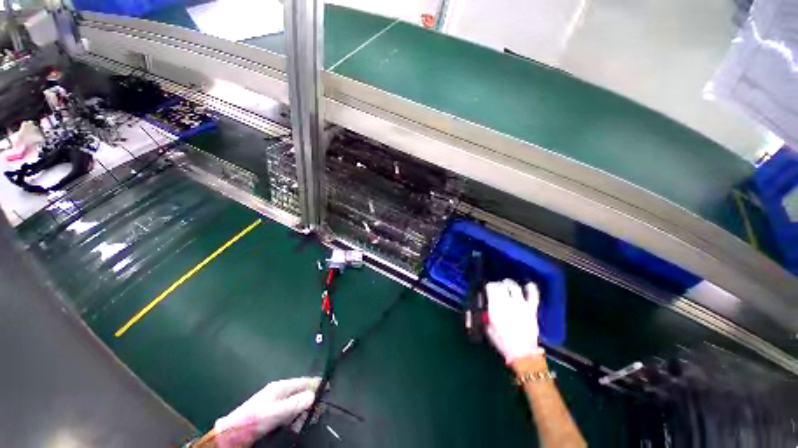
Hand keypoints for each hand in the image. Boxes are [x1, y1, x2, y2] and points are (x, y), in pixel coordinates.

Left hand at [213, 377, 320, 447]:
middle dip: (310, 401)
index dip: (317, 384)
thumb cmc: (256, 419)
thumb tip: (314, 395)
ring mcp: (275, 401)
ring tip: (304, 422)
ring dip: (302, 412)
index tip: (329, 389)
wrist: (232, 433)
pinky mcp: (272, 412)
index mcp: (282, 386)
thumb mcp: (277, 411)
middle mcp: (280, 391)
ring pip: (296, 403)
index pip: (305, 381)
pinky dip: (295, 417)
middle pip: (302, 392)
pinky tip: (294, 425)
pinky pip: (289, 412)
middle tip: (316, 413)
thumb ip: (296, 403)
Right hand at [485, 279, 542, 362]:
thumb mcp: (488, 327)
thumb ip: (486, 314)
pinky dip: (531, 288)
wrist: (522, 353)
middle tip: (496, 287)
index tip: (487, 288)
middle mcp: (507, 302)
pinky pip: (533, 295)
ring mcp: (521, 305)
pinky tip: (528, 284)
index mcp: (495, 306)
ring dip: (509, 283)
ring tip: (507, 283)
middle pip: (501, 286)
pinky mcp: (531, 309)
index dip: (488, 286)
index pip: (491, 287)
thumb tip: (487, 306)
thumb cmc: (502, 341)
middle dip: (497, 284)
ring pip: (514, 287)